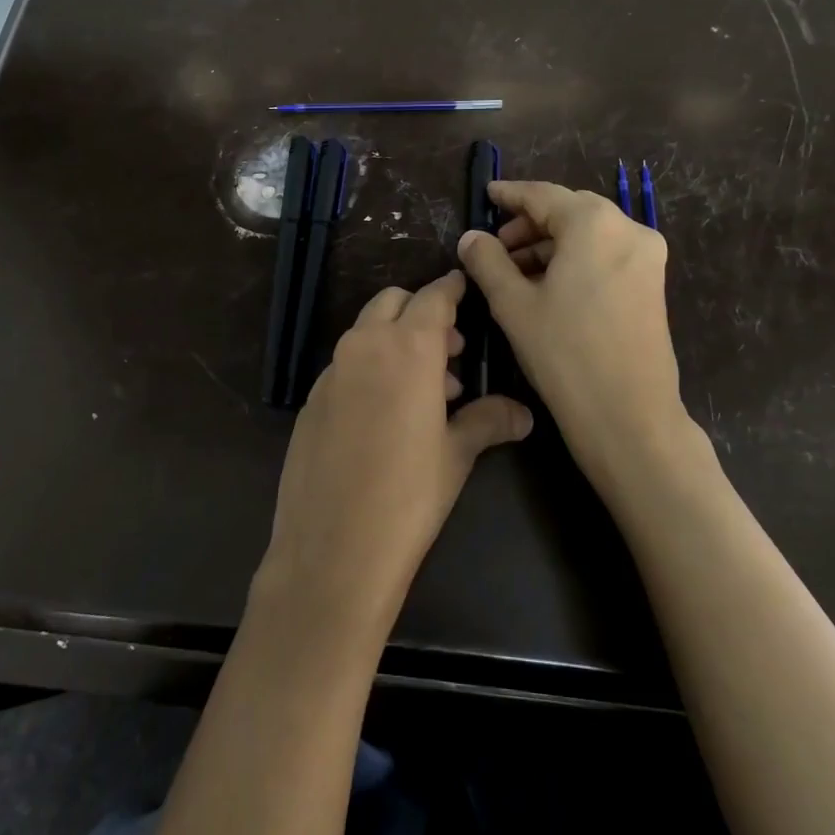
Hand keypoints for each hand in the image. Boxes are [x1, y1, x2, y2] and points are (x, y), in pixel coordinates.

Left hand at [253, 271, 532, 644]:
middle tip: (450, 351)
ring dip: (396, 341)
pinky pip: (346, 365)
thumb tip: (523, 413)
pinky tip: (385, 415)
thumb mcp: (456, 455)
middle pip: (393, 303)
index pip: (433, 297)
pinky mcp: (311, 399)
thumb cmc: (408, 496)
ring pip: (366, 332)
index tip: (463, 286)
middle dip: (421, 313)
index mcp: (407, 349)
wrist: (332, 547)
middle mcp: (364, 347)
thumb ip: (488, 421)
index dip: (451, 289)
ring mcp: (331, 372)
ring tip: (427, 391)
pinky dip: (370, 368)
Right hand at [458, 180, 702, 497]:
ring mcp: (647, 257)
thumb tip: (472, 237)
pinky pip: (605, 254)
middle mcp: (628, 229)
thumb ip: (487, 261)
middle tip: (495, 246)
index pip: (542, 195)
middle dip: (529, 223)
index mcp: (594, 224)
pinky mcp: (652, 283)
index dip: (509, 194)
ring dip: (550, 244)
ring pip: (588, 234)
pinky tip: (548, 286)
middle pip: (569, 210)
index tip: (486, 195)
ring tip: (515, 272)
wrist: (628, 415)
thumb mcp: (513, 304)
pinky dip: (574, 260)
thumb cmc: (564, 353)